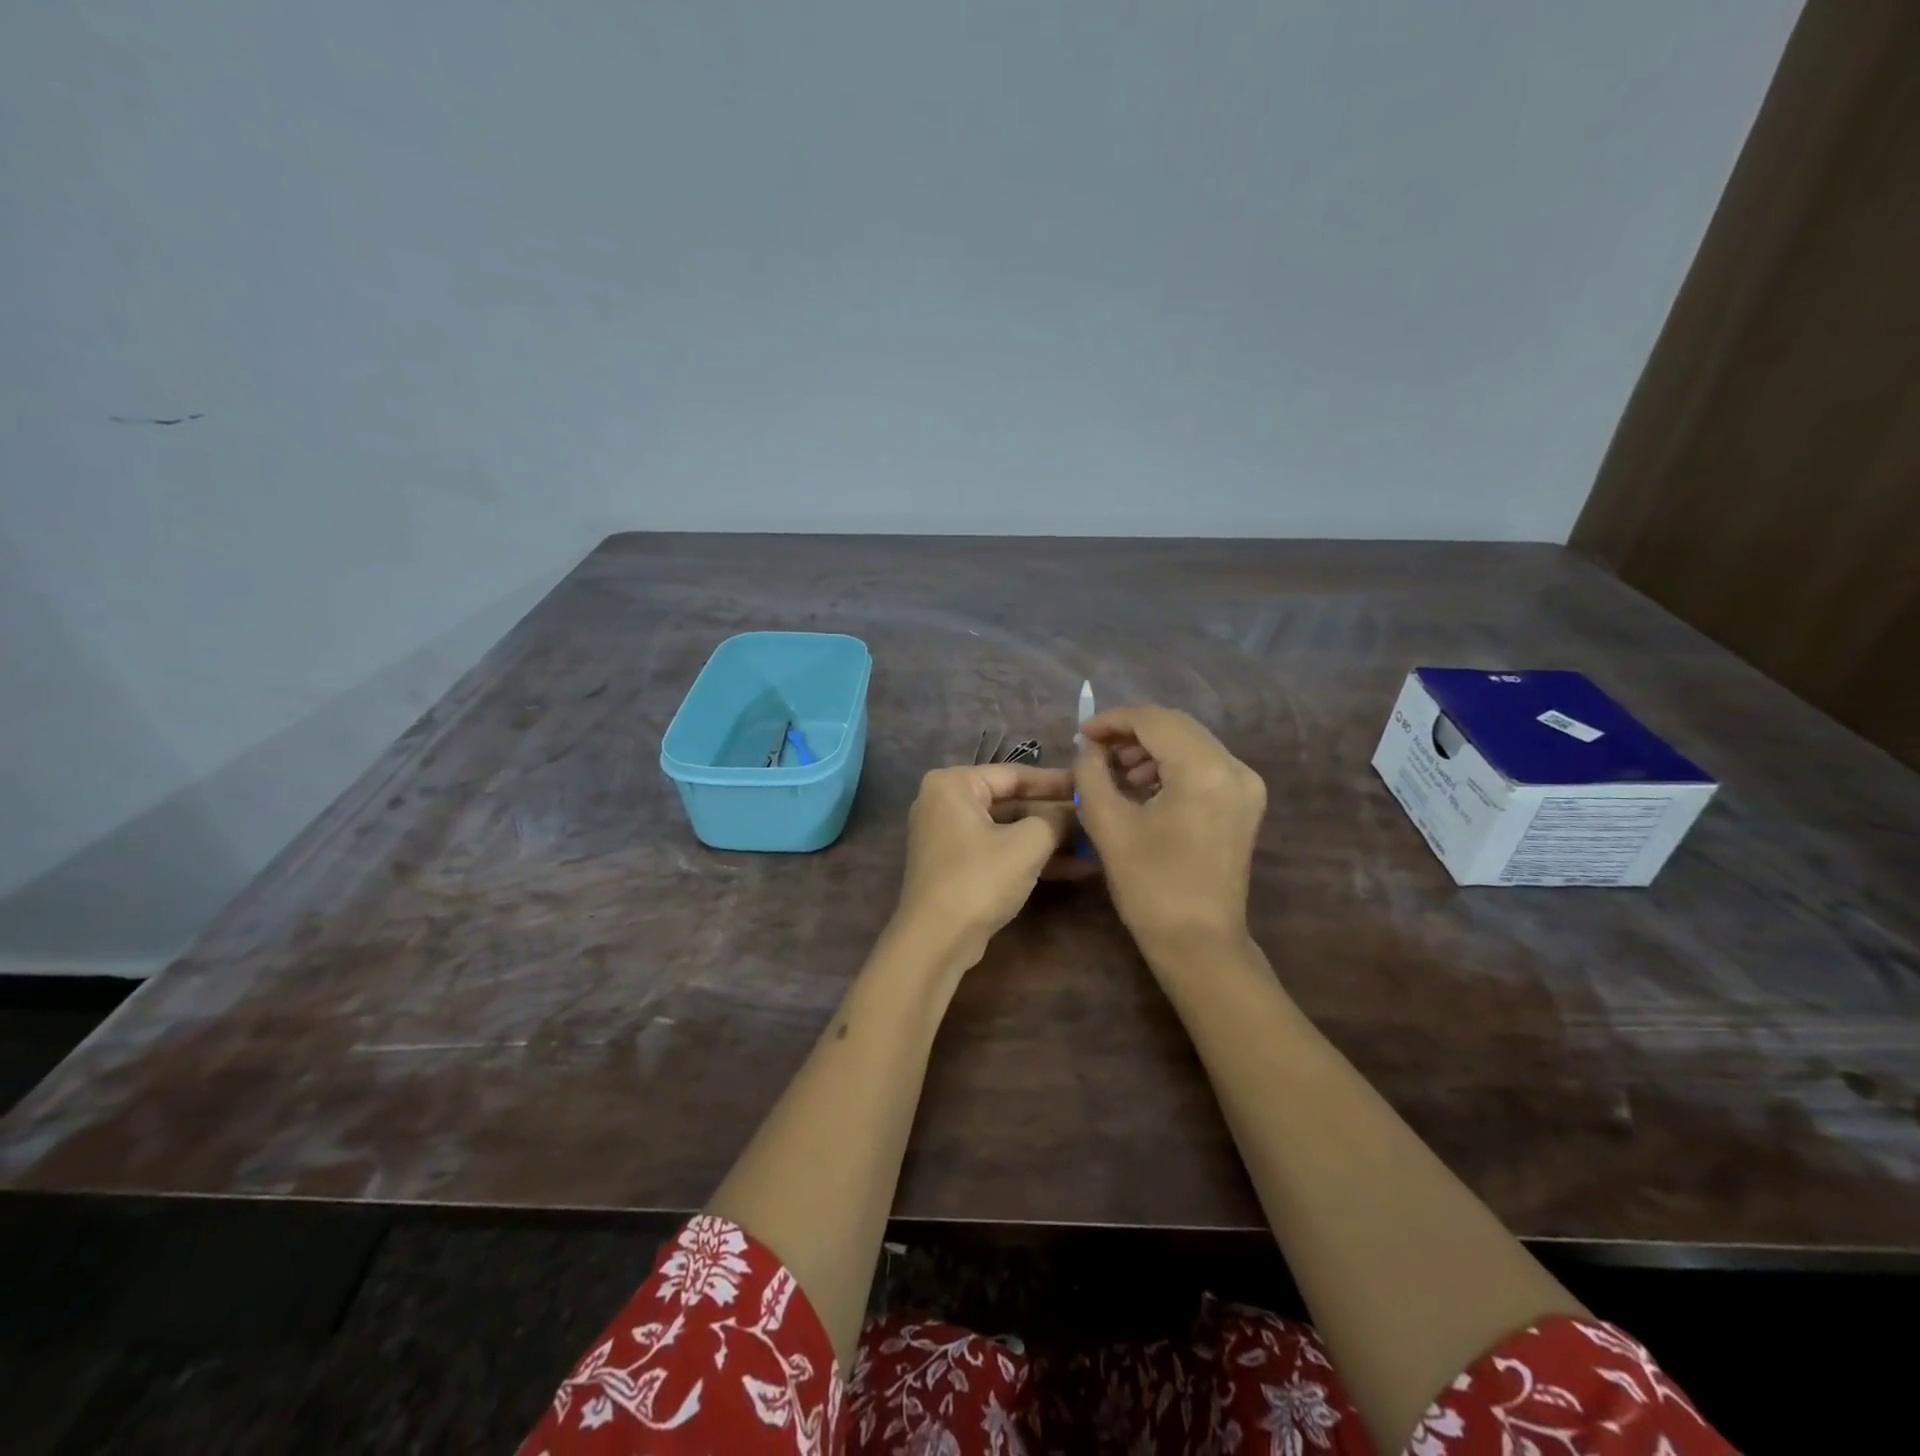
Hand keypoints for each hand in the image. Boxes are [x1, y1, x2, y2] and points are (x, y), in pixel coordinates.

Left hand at [892, 764, 1080, 971]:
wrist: (936, 940)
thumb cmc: (979, 878)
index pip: (1014, 774)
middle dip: (1055, 816)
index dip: (1056, 782)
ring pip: (1008, 830)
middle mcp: (945, 803)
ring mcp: (949, 837)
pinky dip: (1031, 858)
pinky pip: (1000, 851)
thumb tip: (1078, 812)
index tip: (1090, 786)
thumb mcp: (1027, 843)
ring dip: (1049, 840)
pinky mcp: (957, 866)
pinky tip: (1075, 867)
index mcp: (953, 784)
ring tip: (1094, 844)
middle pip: (1011, 802)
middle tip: (1095, 818)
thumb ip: (1056, 819)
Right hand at [1073, 705, 1265, 963]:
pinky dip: (1170, 766)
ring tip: (1114, 772)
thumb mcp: (1109, 825)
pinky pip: (1203, 765)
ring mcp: (1245, 786)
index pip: (1153, 721)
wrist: (1199, 943)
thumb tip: (1089, 748)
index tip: (1081, 734)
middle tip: (1094, 750)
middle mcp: (1234, 768)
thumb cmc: (1150, 886)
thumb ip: (1091, 774)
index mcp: (1204, 770)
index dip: (1113, 720)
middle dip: (1131, 732)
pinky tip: (1142, 787)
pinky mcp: (1244, 803)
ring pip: (1190, 743)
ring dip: (1150, 749)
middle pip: (1176, 726)